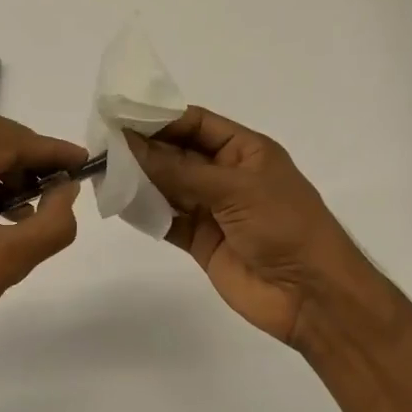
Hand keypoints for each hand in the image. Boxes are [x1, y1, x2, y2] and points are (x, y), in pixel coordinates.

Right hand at [124, 107, 368, 343]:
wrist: (310, 295)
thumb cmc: (284, 226)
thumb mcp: (234, 189)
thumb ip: (179, 170)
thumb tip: (129, 144)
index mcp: (245, 151)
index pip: (196, 124)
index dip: (160, 119)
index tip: (120, 116)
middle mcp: (227, 176)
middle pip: (178, 155)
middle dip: (144, 149)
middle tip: (101, 144)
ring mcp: (213, 210)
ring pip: (169, 187)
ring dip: (140, 180)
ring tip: (103, 171)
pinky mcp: (202, 242)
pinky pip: (168, 220)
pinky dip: (146, 213)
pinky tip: (120, 203)